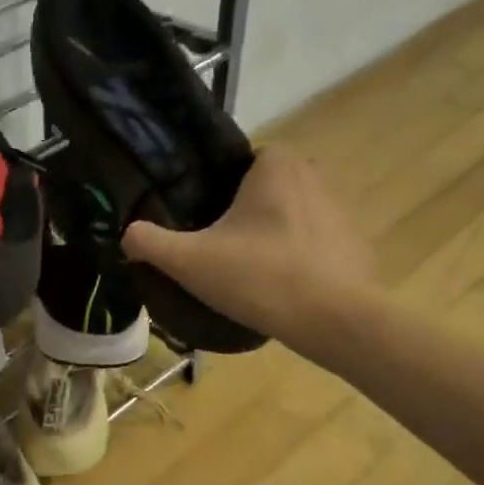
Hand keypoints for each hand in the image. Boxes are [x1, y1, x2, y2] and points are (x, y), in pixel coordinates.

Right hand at [121, 146, 373, 340]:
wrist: (334, 320)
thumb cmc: (259, 278)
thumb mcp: (190, 262)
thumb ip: (150, 243)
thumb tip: (128, 234)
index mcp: (275, 165)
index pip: (239, 165)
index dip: (218, 194)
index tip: (204, 226)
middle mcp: (314, 173)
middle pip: (264, 190)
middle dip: (244, 215)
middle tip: (221, 253)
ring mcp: (341, 207)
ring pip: (290, 215)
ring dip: (271, 236)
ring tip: (250, 274)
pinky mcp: (355, 241)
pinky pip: (314, 241)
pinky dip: (298, 257)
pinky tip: (282, 288)